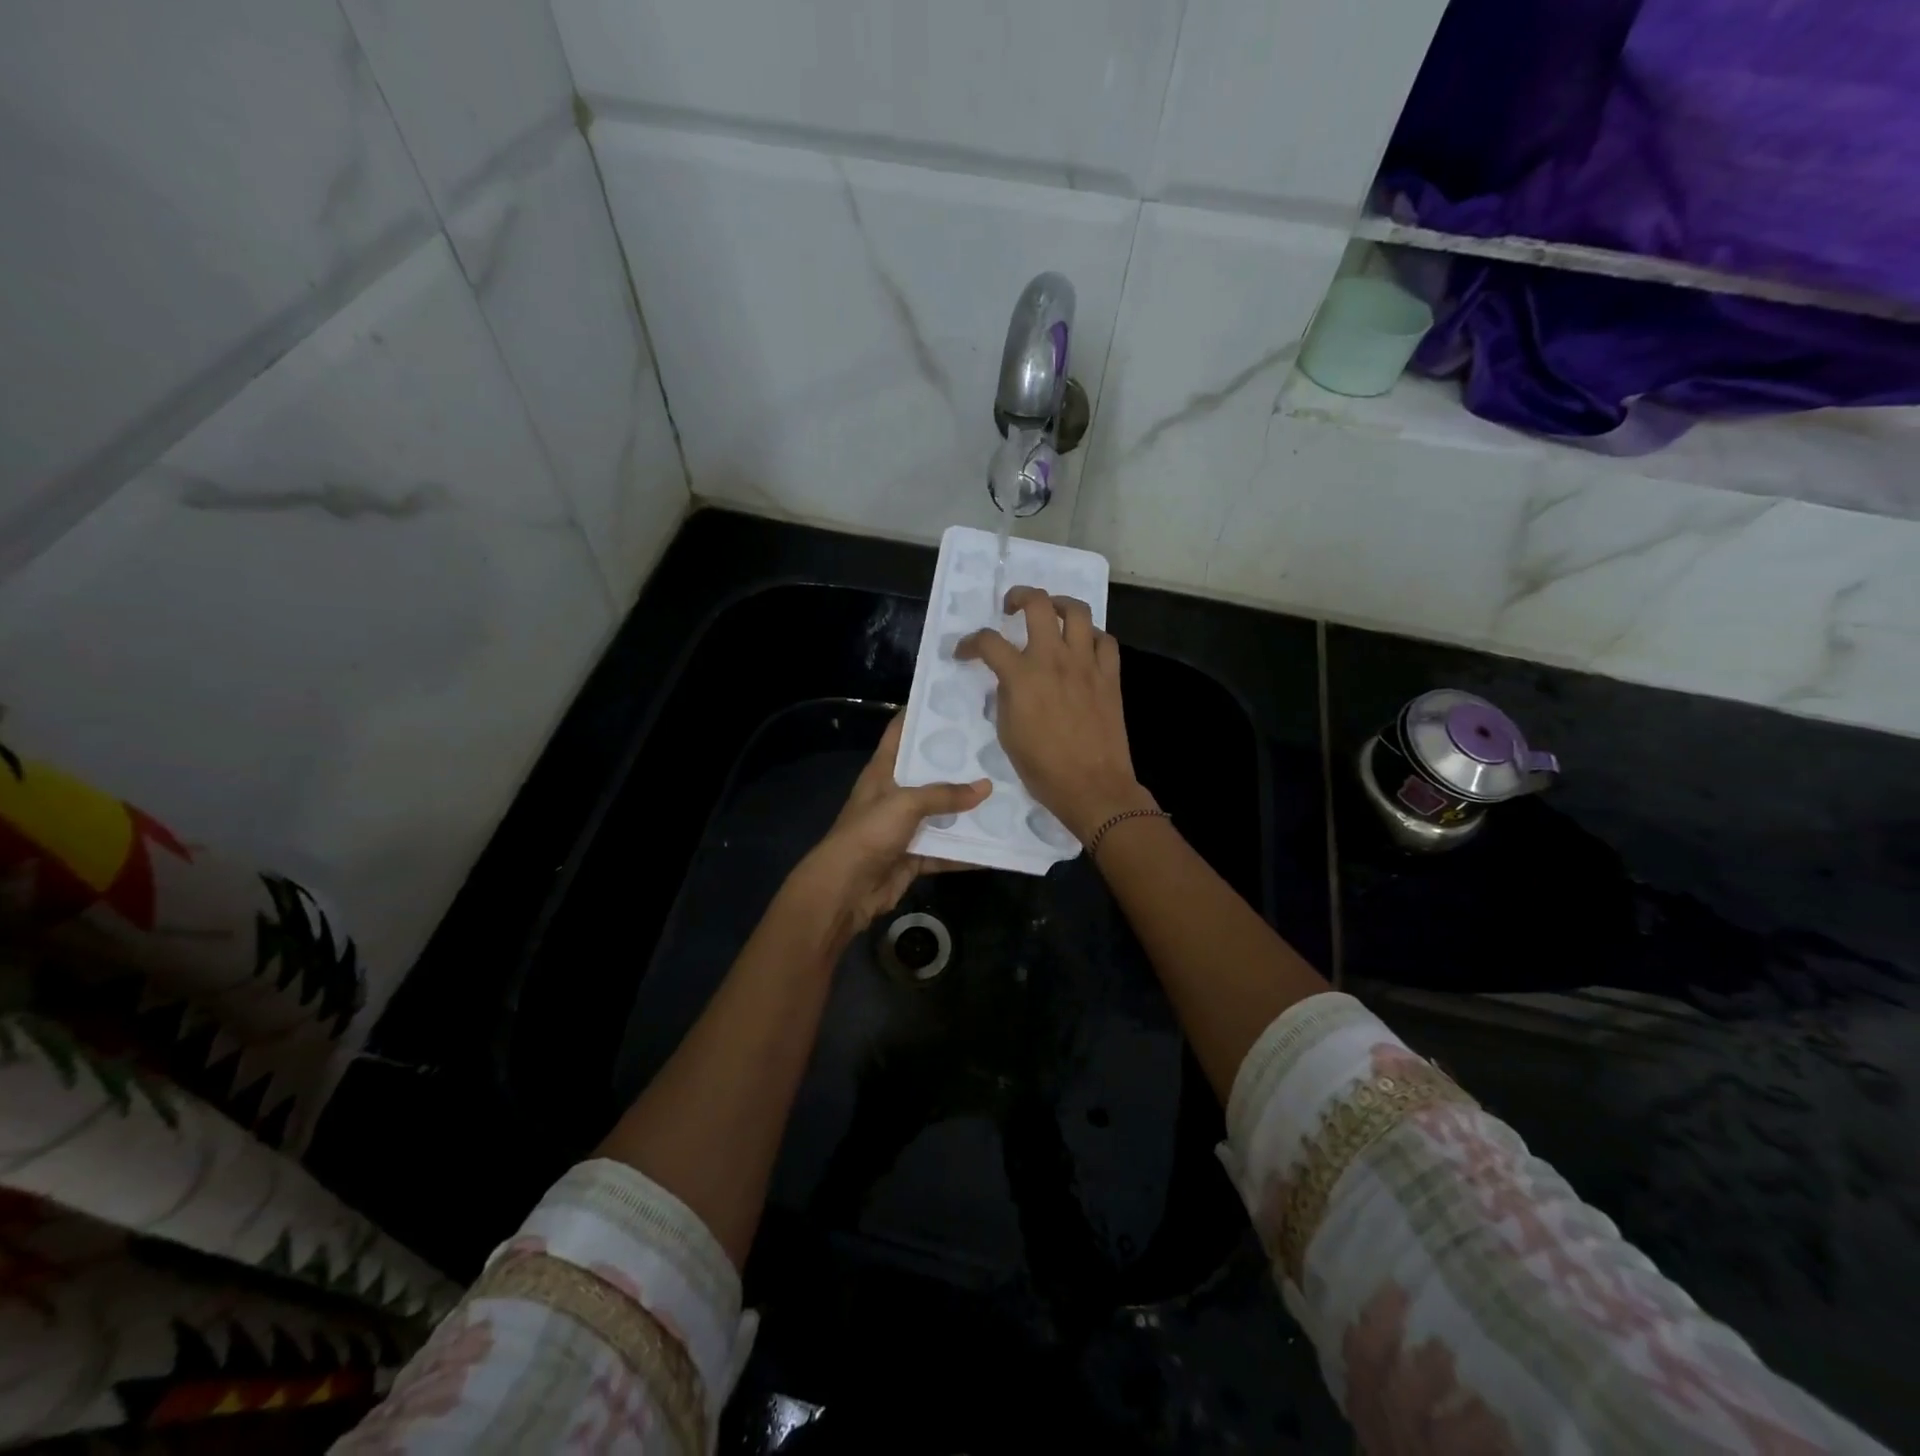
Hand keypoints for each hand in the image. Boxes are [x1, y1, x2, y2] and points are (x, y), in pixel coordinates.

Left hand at [790, 714, 989, 937]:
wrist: (847, 887)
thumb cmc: (870, 832)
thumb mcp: (906, 803)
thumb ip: (945, 795)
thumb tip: (986, 787)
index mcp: (883, 771)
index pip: (900, 733)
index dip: (921, 715)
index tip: (953, 704)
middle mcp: (894, 795)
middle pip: (928, 774)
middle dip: (957, 765)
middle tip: (994, 747)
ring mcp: (904, 827)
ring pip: (941, 814)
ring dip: (967, 810)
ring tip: (1004, 794)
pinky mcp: (914, 856)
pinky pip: (946, 850)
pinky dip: (967, 850)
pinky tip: (996, 843)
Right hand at [957, 587, 1153, 841]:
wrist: (1092, 786)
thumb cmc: (1043, 768)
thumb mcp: (1008, 733)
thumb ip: (1006, 697)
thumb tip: (1010, 679)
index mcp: (1022, 677)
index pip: (989, 642)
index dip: (971, 643)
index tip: (965, 652)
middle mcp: (1054, 659)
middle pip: (1038, 605)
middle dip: (1019, 596)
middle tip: (1011, 607)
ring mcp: (1086, 664)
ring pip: (1077, 611)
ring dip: (1059, 604)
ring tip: (1051, 612)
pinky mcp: (1110, 675)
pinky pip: (1104, 640)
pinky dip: (1091, 636)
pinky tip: (1083, 646)